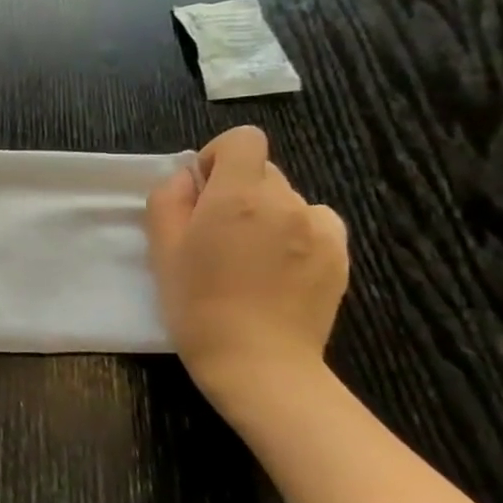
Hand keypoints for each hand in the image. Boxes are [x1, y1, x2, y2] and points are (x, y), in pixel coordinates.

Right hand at [145, 125, 348, 409]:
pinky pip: (315, 225)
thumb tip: (189, 178)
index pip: (244, 140)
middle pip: (263, 171)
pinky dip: (295, 235)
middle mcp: (286, 202)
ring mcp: (320, 229)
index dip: (219, 157)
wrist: (258, 362)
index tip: (202, 191)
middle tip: (215, 233)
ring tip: (249, 257)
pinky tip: (278, 270)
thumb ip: (170, 199)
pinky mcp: (340, 256)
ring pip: (288, 199)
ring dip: (267, 214)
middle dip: (237, 190)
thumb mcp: (162, 248)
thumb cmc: (196, 303)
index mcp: (238, 196)